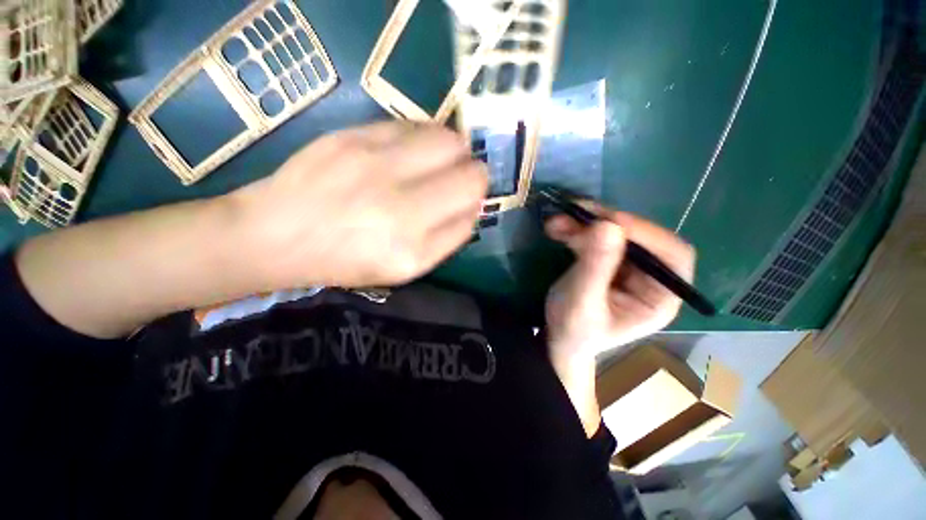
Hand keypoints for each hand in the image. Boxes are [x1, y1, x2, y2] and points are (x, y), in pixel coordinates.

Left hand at [228, 122, 488, 288]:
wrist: (278, 233)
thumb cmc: (348, 259)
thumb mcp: (406, 268)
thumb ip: (448, 239)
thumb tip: (473, 205)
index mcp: (412, 246)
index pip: (472, 206)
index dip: (477, 199)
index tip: (467, 199)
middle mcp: (400, 205)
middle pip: (470, 172)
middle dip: (473, 173)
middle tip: (459, 178)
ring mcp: (376, 164)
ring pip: (449, 140)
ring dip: (454, 150)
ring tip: (439, 161)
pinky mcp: (354, 135)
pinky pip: (414, 126)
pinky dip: (425, 137)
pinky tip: (414, 150)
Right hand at [544, 206, 695, 370]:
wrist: (558, 338)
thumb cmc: (574, 331)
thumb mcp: (582, 303)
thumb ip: (595, 267)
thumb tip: (607, 225)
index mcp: (659, 297)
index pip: (672, 256)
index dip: (647, 234)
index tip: (611, 223)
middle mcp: (649, 278)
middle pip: (640, 238)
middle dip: (605, 224)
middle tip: (576, 213)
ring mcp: (626, 267)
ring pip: (613, 233)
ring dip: (584, 224)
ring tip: (555, 224)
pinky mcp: (606, 260)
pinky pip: (594, 237)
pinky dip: (575, 230)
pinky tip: (555, 229)